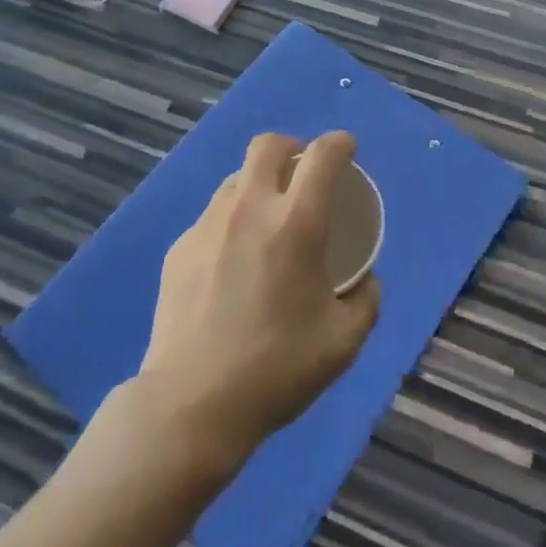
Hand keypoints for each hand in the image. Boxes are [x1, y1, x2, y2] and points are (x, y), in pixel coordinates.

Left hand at [137, 131, 380, 473]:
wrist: (192, 403)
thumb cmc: (277, 368)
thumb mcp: (343, 342)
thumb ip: (365, 301)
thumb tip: (366, 280)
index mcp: (296, 223)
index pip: (322, 155)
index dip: (340, 143)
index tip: (347, 149)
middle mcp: (250, 208)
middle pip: (268, 145)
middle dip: (292, 147)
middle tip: (302, 173)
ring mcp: (208, 224)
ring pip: (236, 179)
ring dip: (258, 185)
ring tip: (267, 222)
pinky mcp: (179, 247)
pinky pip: (212, 218)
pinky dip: (231, 224)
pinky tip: (232, 265)